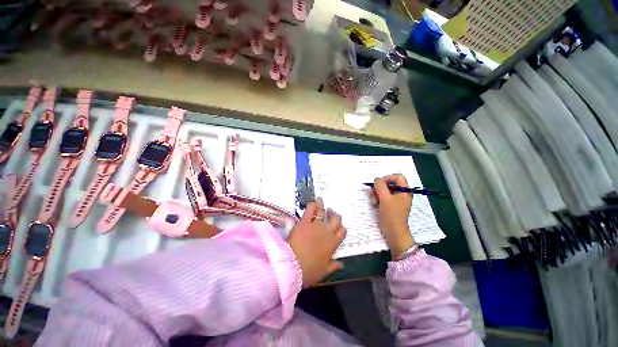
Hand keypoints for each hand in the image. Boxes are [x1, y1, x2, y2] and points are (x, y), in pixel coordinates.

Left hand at [288, 198, 346, 286]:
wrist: (293, 266)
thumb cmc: (309, 271)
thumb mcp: (323, 271)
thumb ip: (333, 266)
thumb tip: (341, 264)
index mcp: (333, 244)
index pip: (342, 232)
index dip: (341, 227)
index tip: (338, 225)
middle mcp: (327, 232)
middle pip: (335, 219)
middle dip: (334, 214)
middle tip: (330, 211)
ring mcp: (316, 225)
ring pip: (322, 212)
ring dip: (322, 205)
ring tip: (320, 200)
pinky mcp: (305, 222)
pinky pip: (310, 210)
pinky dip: (311, 205)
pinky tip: (311, 202)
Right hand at [369, 174, 415, 258]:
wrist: (393, 232)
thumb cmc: (392, 214)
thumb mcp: (385, 198)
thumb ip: (380, 186)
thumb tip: (376, 179)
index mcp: (404, 191)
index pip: (397, 177)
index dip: (388, 178)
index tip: (379, 183)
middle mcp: (401, 194)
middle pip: (389, 184)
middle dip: (379, 187)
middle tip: (372, 192)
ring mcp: (395, 200)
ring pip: (384, 191)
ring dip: (376, 194)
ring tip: (373, 201)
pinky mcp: (390, 205)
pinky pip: (382, 197)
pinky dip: (377, 199)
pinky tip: (374, 204)